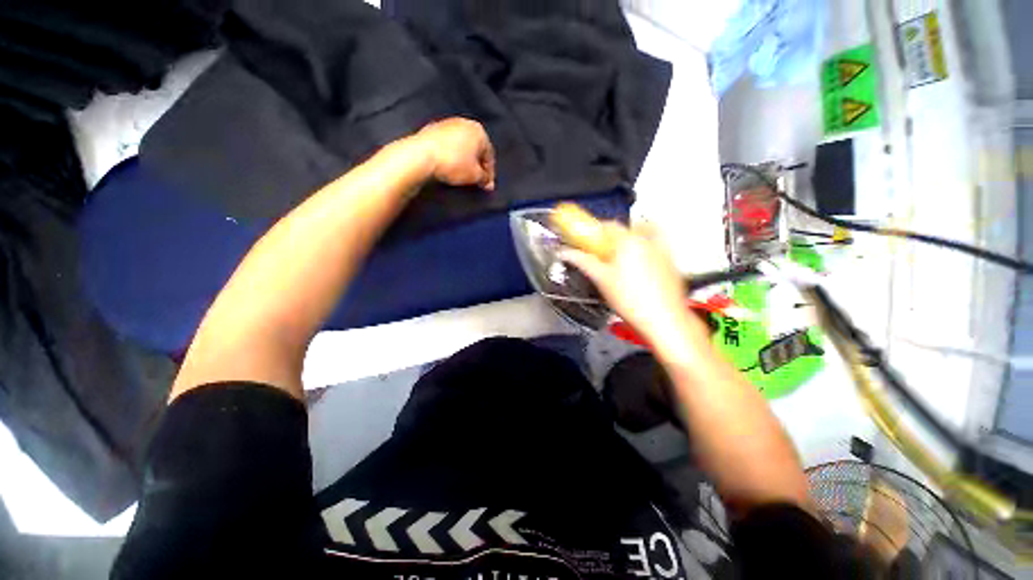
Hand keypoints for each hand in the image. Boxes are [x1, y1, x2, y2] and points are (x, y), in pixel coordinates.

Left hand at [416, 118, 495, 189]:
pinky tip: (449, 166)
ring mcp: (448, 124)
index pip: (489, 155)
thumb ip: (485, 179)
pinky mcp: (433, 128)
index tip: (487, 185)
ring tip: (463, 174)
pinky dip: (452, 155)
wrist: (422, 155)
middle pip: (476, 149)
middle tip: (476, 180)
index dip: (489, 173)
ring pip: (462, 146)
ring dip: (465, 160)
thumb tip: (488, 183)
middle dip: (477, 165)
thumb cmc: (454, 163)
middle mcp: (465, 123)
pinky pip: (449, 145)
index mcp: (479, 131)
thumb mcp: (474, 175)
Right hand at [561, 223, 706, 353]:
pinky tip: (638, 270)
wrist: (663, 320)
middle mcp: (648, 240)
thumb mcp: (601, 279)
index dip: (595, 232)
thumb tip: (566, 252)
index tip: (588, 242)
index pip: (608, 225)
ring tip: (619, 263)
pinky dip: (644, 252)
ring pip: (641, 238)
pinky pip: (654, 248)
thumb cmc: (630, 300)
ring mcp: (663, 250)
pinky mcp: (671, 262)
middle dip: (611, 239)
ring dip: (628, 244)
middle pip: (625, 230)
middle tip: (602, 255)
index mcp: (628, 240)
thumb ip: (582, 261)